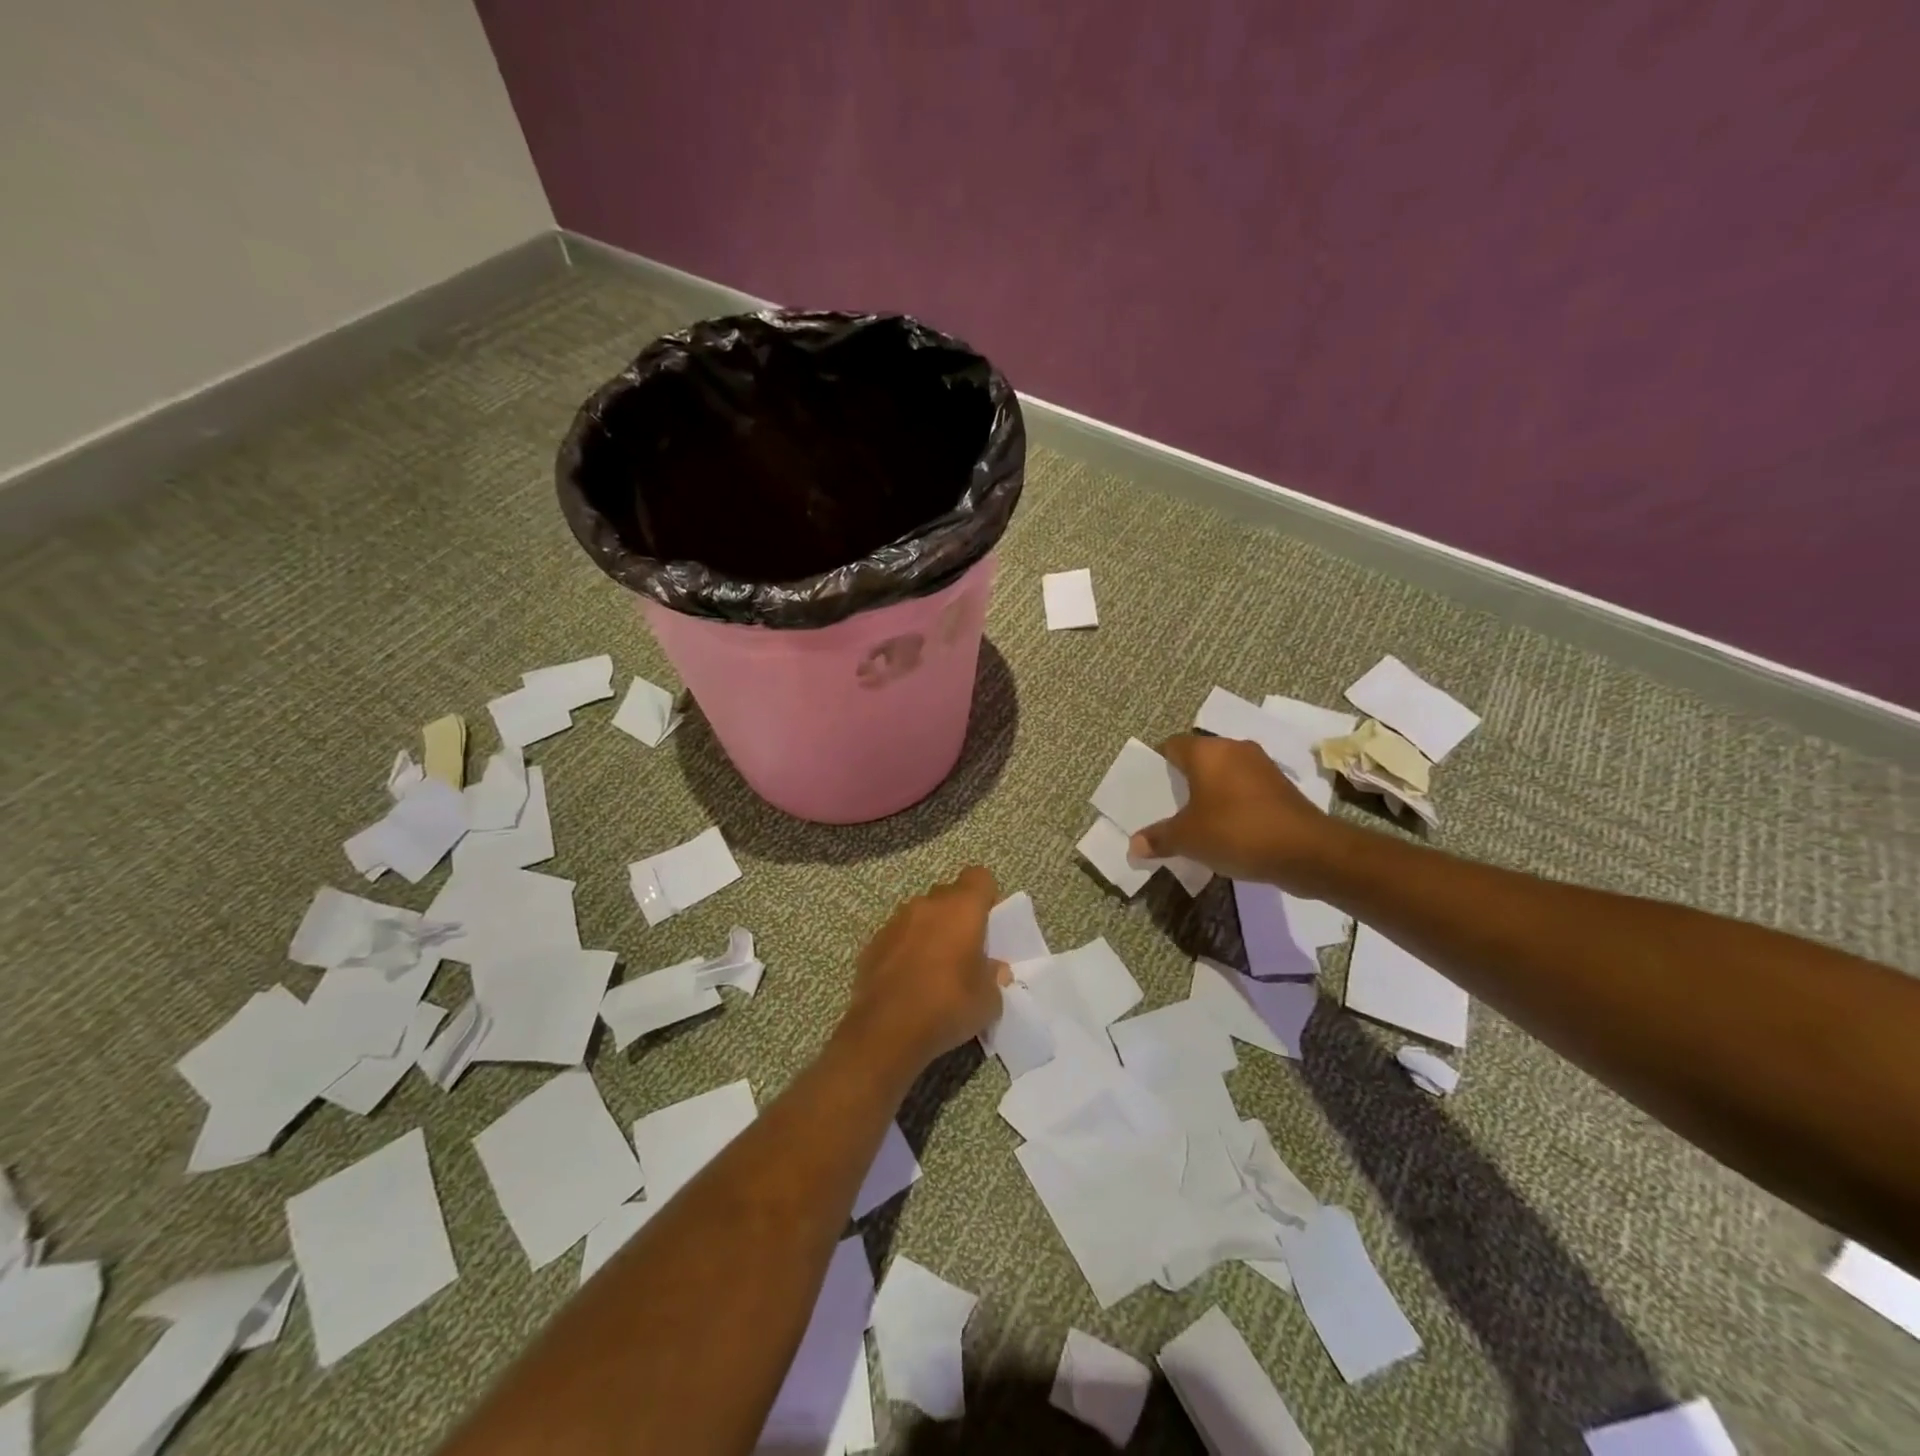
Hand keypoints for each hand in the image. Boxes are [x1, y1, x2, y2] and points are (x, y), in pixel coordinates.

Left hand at [842, 866, 1008, 1075]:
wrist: (886, 1031)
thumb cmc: (948, 1007)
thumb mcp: (989, 1000)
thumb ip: (994, 976)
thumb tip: (992, 968)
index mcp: (961, 909)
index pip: (979, 877)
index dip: (986, 896)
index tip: (988, 924)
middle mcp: (927, 905)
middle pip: (948, 894)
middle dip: (958, 915)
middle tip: (965, 949)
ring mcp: (895, 922)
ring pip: (920, 914)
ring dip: (929, 931)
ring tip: (934, 968)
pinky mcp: (872, 944)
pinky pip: (897, 936)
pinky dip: (905, 950)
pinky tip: (907, 982)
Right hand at [1131, 734, 1342, 888]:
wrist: (1306, 851)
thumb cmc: (1236, 832)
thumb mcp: (1188, 839)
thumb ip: (1159, 838)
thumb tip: (1134, 845)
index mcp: (1207, 752)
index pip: (1172, 745)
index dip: (1158, 764)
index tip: (1151, 788)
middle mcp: (1235, 749)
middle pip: (1199, 758)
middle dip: (1184, 780)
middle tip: (1169, 806)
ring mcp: (1262, 766)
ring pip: (1224, 772)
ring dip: (1211, 791)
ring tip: (1197, 819)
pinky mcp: (1281, 786)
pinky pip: (1245, 788)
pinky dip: (1233, 802)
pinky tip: (1228, 827)